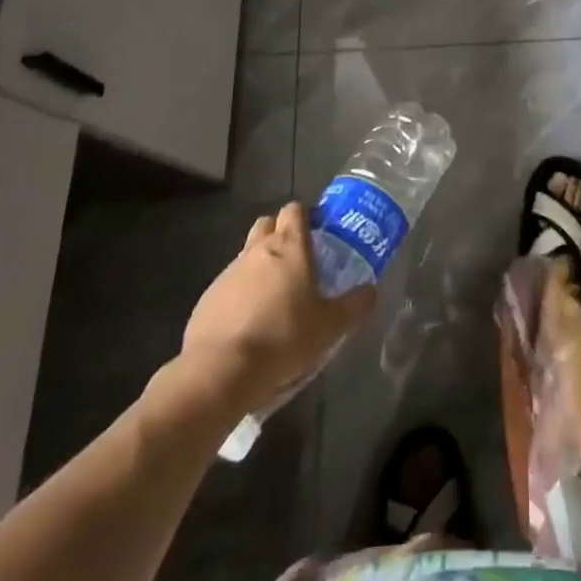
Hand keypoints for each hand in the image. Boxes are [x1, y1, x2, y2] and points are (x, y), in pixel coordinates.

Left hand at [178, 203, 377, 414]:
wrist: (221, 371)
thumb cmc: (283, 338)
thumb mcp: (330, 327)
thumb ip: (355, 306)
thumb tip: (371, 291)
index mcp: (289, 246)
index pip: (296, 210)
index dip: (307, 217)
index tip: (318, 234)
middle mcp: (257, 249)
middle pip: (268, 224)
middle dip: (280, 234)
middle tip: (297, 262)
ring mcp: (229, 272)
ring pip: (247, 255)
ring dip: (260, 267)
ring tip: (274, 299)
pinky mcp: (208, 297)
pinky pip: (229, 285)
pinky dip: (240, 295)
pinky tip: (248, 324)